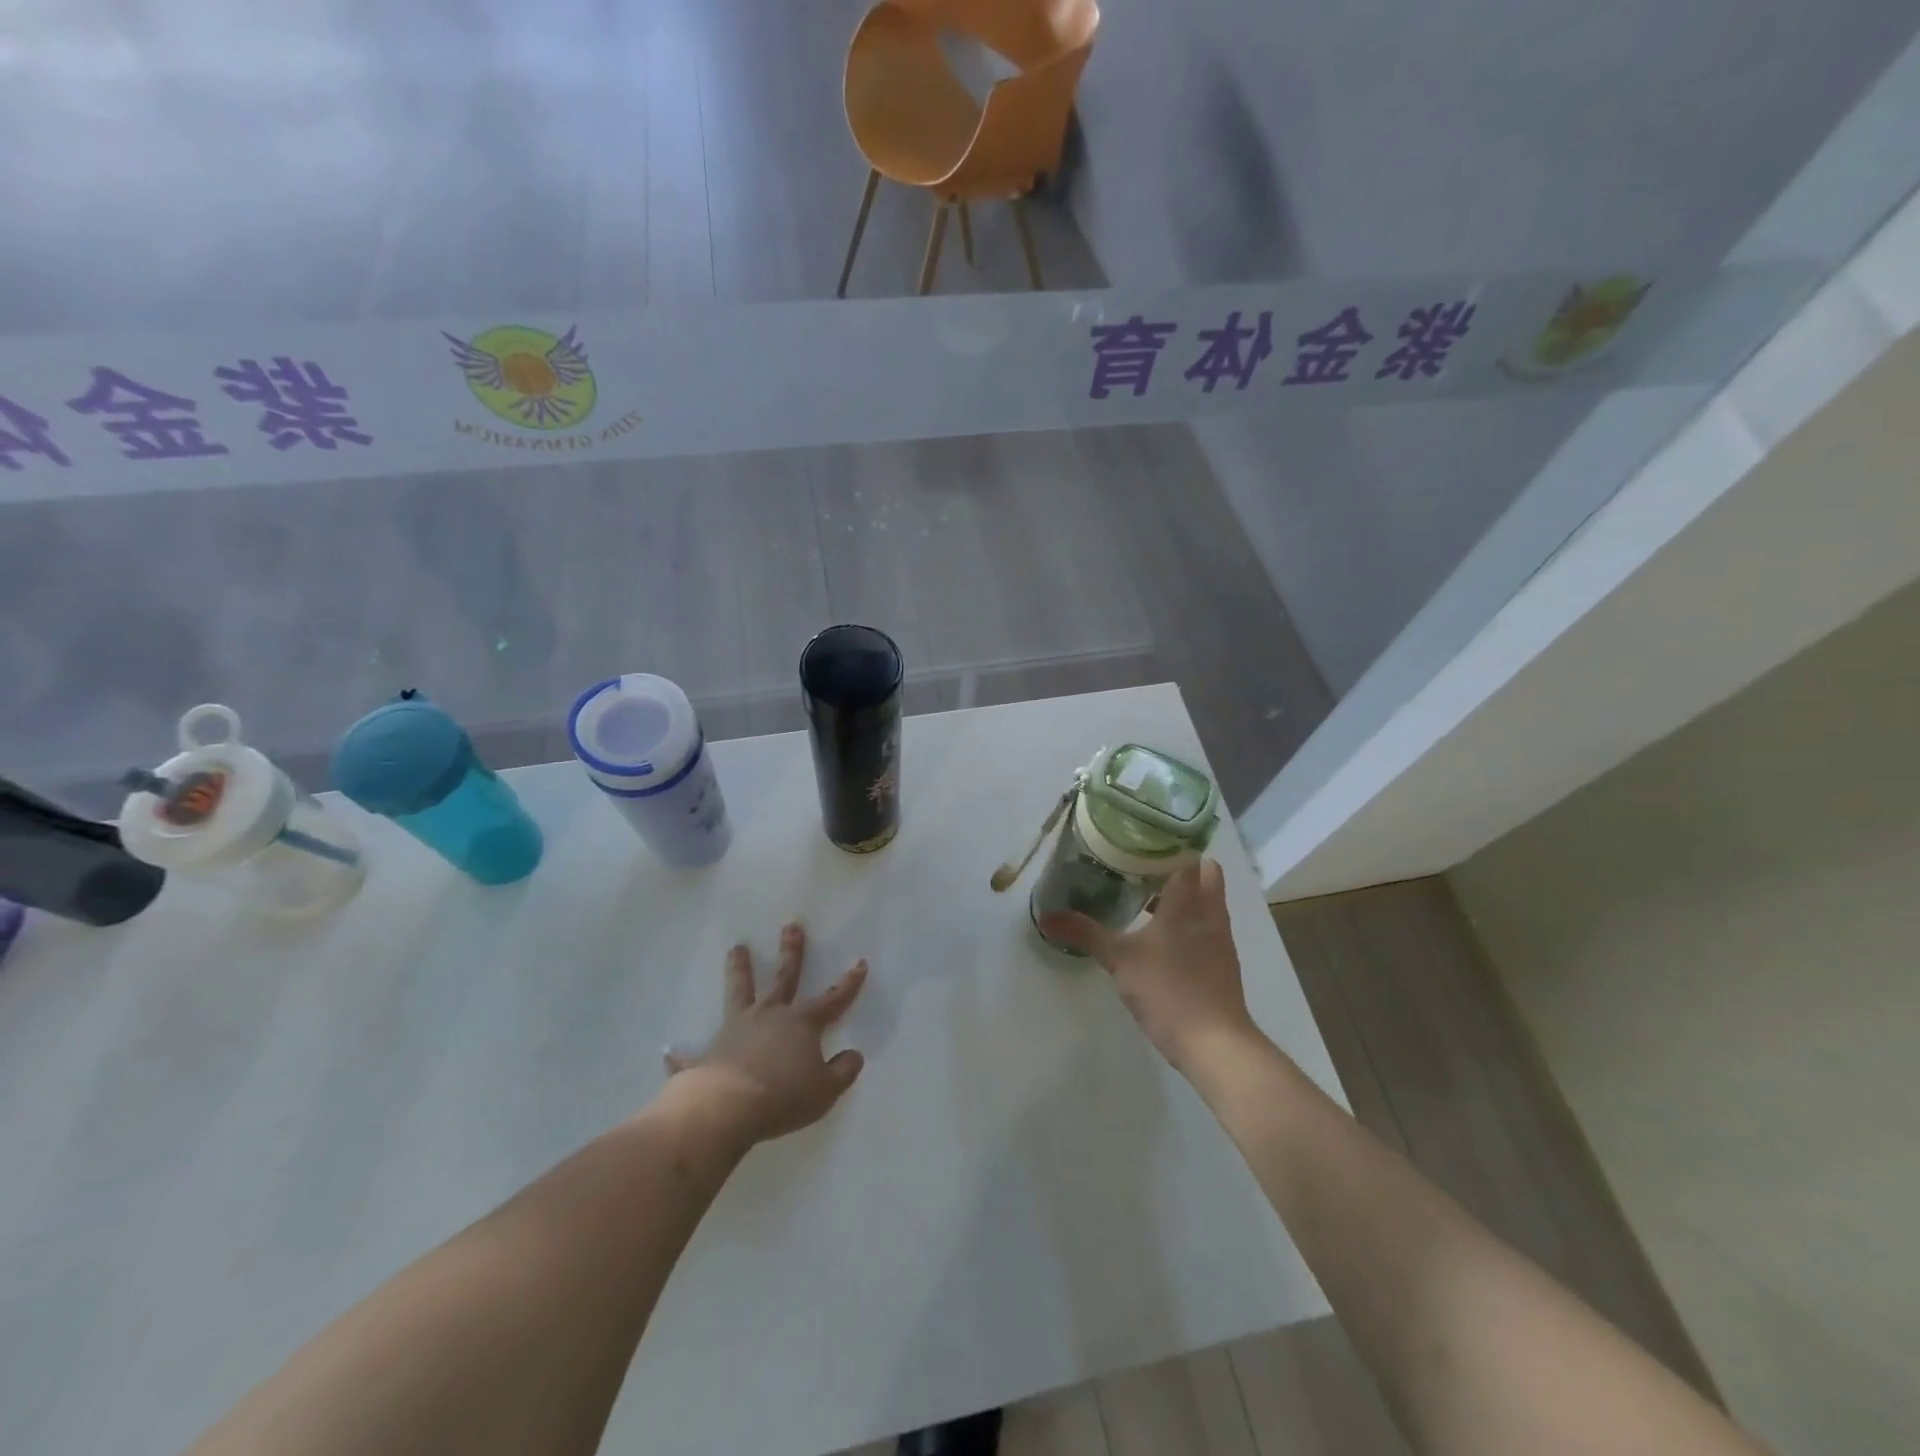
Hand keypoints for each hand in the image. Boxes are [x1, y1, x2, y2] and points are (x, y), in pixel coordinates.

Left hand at [664, 924, 868, 1143]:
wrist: (726, 1108)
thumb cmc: (782, 1096)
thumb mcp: (825, 1090)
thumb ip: (843, 1071)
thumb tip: (854, 1055)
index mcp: (800, 1023)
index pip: (832, 999)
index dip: (848, 983)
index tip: (859, 962)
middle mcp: (769, 1016)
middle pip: (783, 978)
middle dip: (791, 952)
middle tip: (791, 926)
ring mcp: (735, 1030)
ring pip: (739, 992)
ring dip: (738, 970)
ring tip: (736, 948)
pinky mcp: (707, 1055)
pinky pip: (693, 1055)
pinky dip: (682, 1055)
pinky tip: (670, 1053)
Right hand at [1038, 859, 1257, 1072]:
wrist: (1215, 1044)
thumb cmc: (1168, 990)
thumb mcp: (1119, 959)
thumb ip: (1085, 933)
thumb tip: (1047, 917)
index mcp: (1189, 902)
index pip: (1189, 857)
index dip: (1171, 844)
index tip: (1143, 839)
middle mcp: (1211, 913)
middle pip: (1205, 874)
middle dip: (1179, 866)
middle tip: (1143, 865)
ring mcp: (1221, 938)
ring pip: (1208, 901)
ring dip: (1185, 894)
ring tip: (1147, 895)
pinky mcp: (1223, 962)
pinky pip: (1208, 926)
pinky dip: (1190, 920)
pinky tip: (1163, 935)